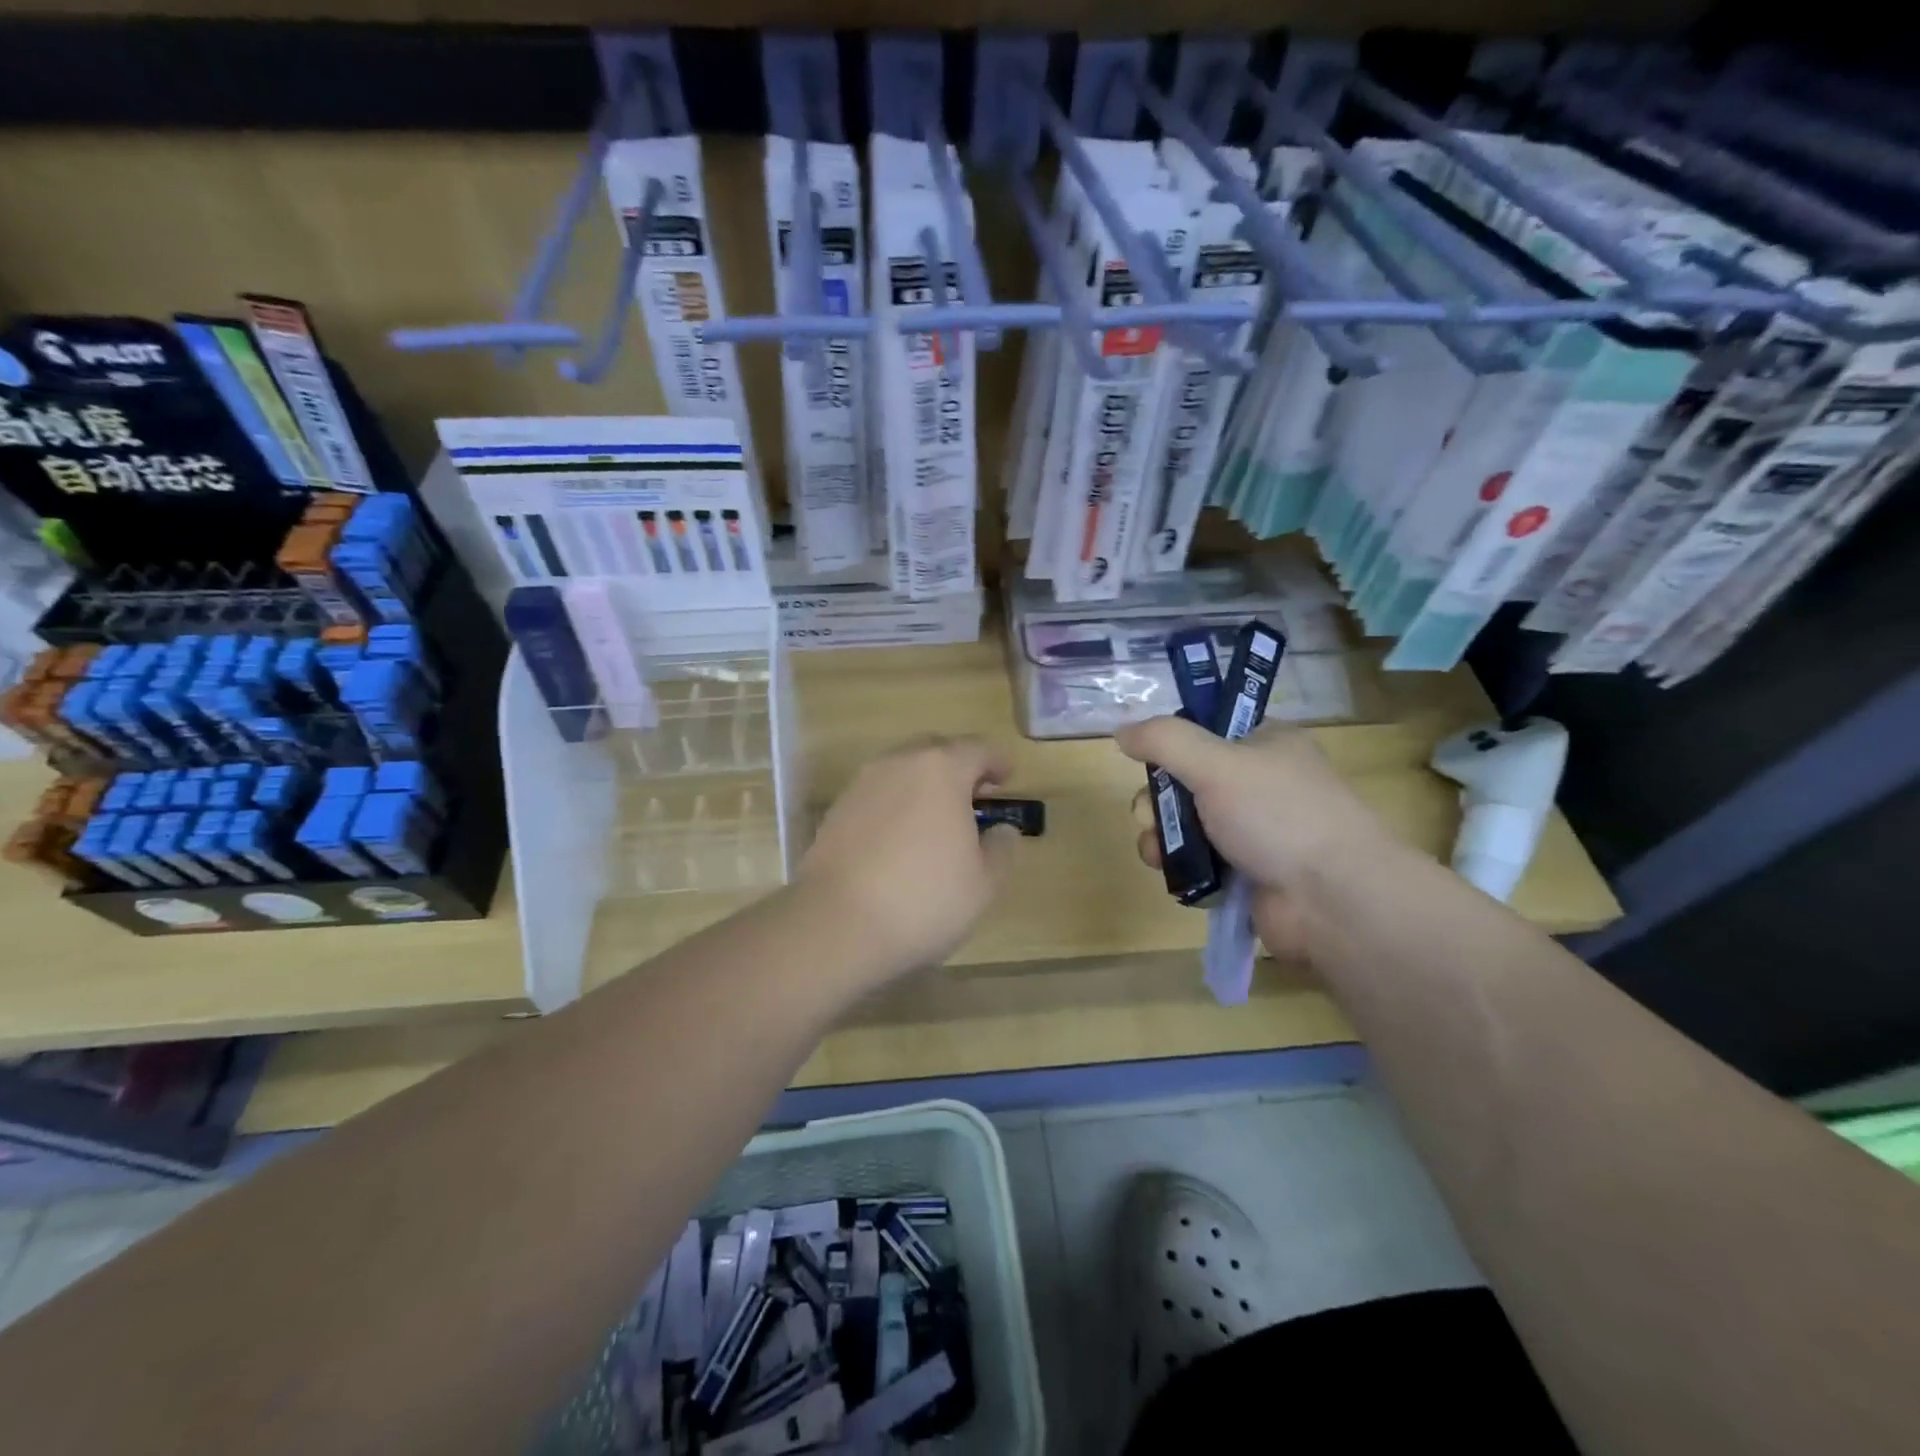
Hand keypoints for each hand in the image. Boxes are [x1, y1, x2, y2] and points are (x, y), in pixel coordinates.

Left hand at [795, 736, 1020, 982]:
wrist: (836, 924)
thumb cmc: (923, 899)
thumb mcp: (983, 883)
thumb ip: (1000, 848)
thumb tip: (1001, 831)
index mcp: (941, 769)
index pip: (977, 749)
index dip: (997, 762)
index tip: (1006, 778)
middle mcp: (898, 764)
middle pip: (936, 751)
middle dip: (958, 768)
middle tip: (974, 798)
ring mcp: (861, 785)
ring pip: (902, 771)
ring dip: (924, 786)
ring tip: (938, 821)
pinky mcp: (836, 811)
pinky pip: (877, 795)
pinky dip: (896, 806)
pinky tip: (901, 840)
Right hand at [1115, 716, 1389, 961]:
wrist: (1332, 900)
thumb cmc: (1278, 816)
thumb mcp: (1217, 764)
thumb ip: (1165, 741)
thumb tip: (1121, 730)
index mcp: (1264, 744)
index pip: (1205, 731)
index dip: (1172, 746)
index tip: (1152, 763)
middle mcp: (1259, 784)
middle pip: (1185, 781)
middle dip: (1157, 801)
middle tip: (1150, 816)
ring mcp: (1253, 832)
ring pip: (1185, 825)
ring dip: (1161, 838)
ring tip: (1157, 855)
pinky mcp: (1246, 874)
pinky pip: (1197, 862)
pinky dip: (1181, 868)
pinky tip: (1174, 876)